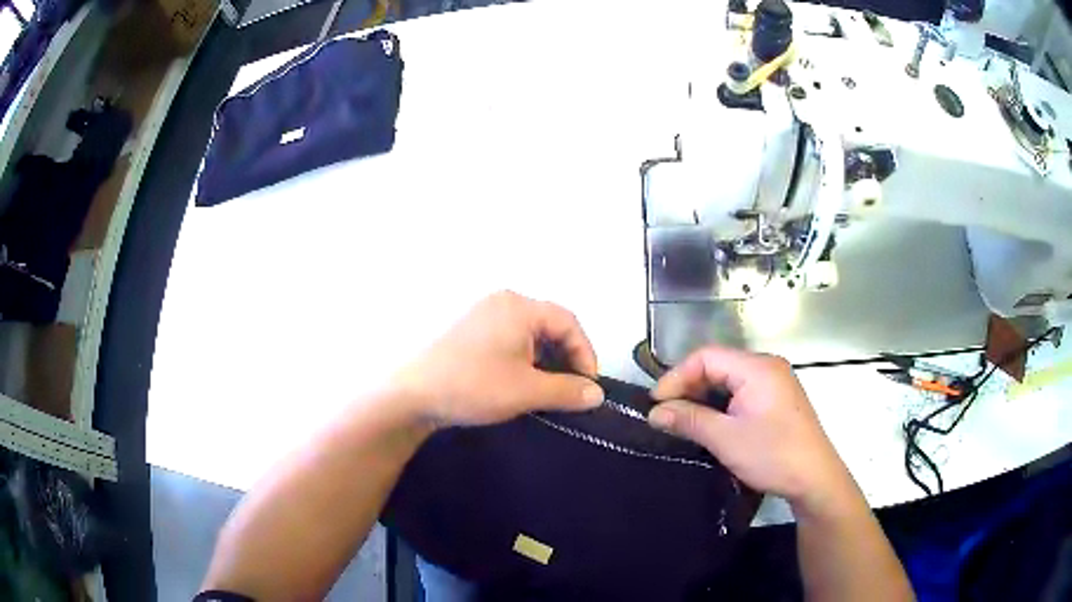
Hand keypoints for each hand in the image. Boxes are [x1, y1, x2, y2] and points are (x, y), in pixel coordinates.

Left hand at [393, 291, 603, 427]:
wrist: (412, 395)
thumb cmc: (473, 385)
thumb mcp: (527, 391)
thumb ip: (568, 390)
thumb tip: (598, 394)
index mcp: (519, 307)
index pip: (569, 322)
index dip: (585, 353)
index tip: (588, 385)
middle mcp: (502, 302)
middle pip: (549, 325)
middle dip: (565, 357)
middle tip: (570, 389)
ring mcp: (482, 315)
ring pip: (529, 334)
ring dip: (544, 360)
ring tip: (547, 389)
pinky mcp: (469, 331)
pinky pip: (509, 339)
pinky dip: (523, 359)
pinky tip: (520, 383)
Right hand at [648, 346, 854, 511]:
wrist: (815, 479)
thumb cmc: (773, 455)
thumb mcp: (726, 439)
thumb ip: (689, 420)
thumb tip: (655, 413)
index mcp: (757, 368)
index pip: (707, 357)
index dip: (677, 377)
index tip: (656, 404)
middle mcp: (767, 367)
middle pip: (718, 365)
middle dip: (689, 387)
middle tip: (666, 414)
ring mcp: (774, 383)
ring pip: (729, 380)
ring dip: (703, 398)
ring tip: (682, 420)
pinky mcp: (777, 400)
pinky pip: (741, 392)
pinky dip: (720, 405)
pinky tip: (709, 423)